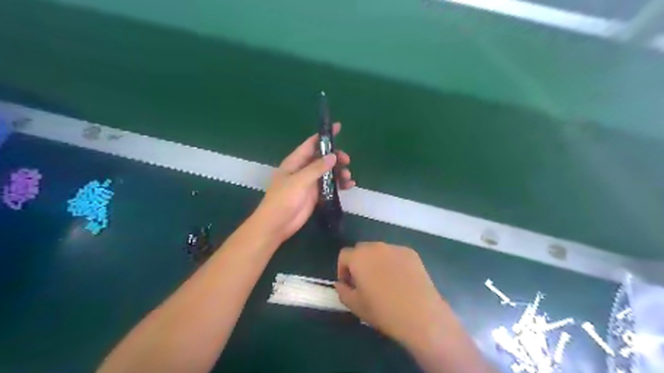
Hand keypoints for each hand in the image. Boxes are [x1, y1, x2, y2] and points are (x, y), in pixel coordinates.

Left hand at [252, 123, 354, 243]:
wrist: (277, 224)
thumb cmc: (283, 199)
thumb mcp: (299, 181)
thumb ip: (316, 168)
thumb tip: (333, 156)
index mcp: (295, 162)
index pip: (311, 144)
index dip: (324, 136)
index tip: (338, 127)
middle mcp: (303, 170)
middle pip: (322, 158)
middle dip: (336, 157)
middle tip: (347, 161)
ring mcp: (310, 183)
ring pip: (328, 172)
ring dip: (339, 172)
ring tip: (348, 177)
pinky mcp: (316, 195)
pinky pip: (330, 186)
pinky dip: (340, 185)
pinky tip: (349, 186)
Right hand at [335, 242, 454, 349]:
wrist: (421, 315)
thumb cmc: (383, 311)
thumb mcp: (356, 306)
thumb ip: (342, 291)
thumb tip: (341, 284)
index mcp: (359, 257)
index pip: (344, 255)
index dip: (343, 269)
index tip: (349, 284)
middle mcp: (375, 247)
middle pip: (361, 249)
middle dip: (359, 263)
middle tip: (365, 281)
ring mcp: (395, 248)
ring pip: (379, 250)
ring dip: (376, 261)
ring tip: (384, 280)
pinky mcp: (411, 253)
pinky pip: (395, 254)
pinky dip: (393, 262)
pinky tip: (400, 280)